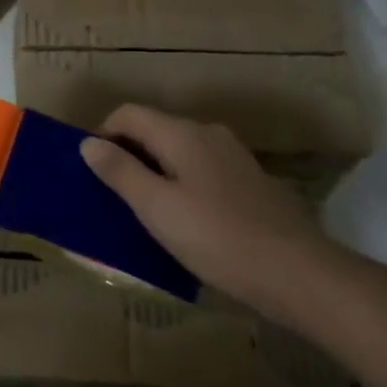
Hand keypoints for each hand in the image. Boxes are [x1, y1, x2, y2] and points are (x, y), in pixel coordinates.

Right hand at [80, 105, 340, 324]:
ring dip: (155, 171)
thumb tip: (88, 143)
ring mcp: (233, 156)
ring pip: (178, 151)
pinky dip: (181, 183)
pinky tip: (185, 220)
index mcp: (181, 133)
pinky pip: (200, 170)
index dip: (102, 135)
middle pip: (154, 129)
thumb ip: (120, 172)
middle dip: (128, 154)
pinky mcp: (249, 180)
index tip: (92, 172)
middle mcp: (207, 133)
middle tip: (113, 197)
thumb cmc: (217, 238)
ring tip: (144, 212)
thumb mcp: (157, 208)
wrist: (298, 272)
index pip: (128, 113)